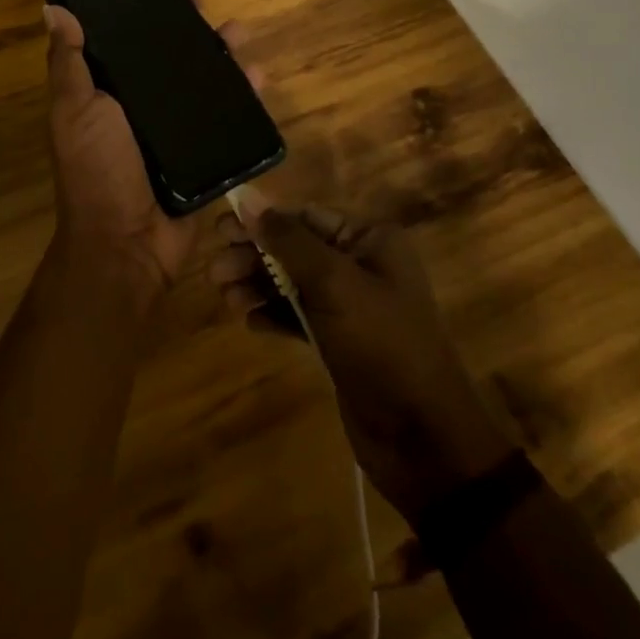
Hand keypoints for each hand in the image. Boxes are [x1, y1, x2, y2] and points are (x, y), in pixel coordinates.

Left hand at [43, 5, 263, 303]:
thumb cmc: (96, 170)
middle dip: (191, 33)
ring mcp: (175, 130)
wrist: (128, 245)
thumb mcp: (75, 111)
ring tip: (242, 36)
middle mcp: (141, 106)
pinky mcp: (203, 152)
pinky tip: (260, 77)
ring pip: (203, 83)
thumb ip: (68, 63)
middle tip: (211, 11)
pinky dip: (244, 97)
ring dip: (223, 58)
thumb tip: (53, 8)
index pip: (128, 43)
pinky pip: (226, 118)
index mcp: (108, 91)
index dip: (145, 15)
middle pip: (171, 59)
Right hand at [210, 203, 518, 523]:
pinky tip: (248, 321)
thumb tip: (247, 198)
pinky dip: (274, 314)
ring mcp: (352, 306)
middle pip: (295, 247)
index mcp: (371, 239)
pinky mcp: (341, 342)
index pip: (306, 216)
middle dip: (255, 255)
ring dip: (258, 285)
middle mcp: (362, 264)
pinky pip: (300, 315)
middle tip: (215, 271)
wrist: (424, 440)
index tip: (220, 231)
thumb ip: (288, 240)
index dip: (261, 220)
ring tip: (225, 297)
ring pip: (293, 282)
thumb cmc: (382, 346)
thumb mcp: (334, 284)